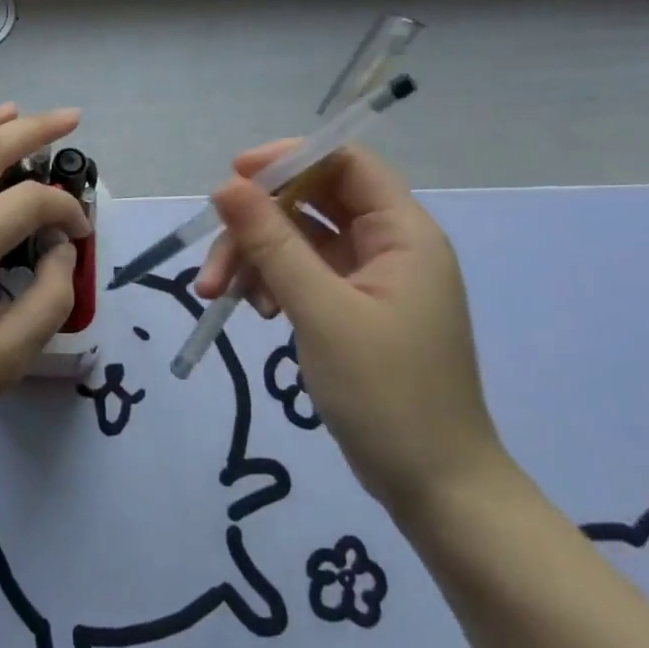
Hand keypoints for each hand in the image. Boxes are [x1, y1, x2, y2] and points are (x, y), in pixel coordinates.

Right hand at [196, 143, 507, 517]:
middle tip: (213, 260)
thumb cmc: (387, 394)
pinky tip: (252, 309)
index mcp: (402, 233)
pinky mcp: (351, 307)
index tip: (234, 177)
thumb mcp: (322, 311)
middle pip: (311, 202)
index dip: (289, 159)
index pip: (344, 162)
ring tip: (216, 294)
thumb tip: (226, 186)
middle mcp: (388, 245)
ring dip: (254, 257)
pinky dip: (270, 282)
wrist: (435, 488)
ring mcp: (369, 278)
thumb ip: (272, 243)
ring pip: (298, 239)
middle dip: (256, 224)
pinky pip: (302, 273)